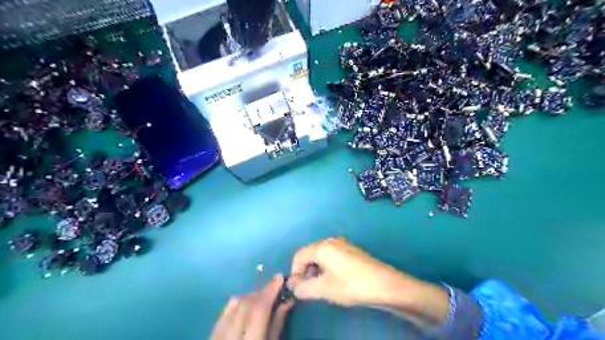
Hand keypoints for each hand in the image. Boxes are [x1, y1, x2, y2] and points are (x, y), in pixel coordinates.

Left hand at [211, 275, 293, 337]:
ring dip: (250, 296)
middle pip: (246, 304)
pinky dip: (237, 304)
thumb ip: (277, 324)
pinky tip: (245, 306)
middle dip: (262, 291)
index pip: (259, 309)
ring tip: (262, 298)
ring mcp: (216, 337)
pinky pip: (224, 312)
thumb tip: (286, 300)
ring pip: (234, 304)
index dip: (270, 290)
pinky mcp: (210, 336)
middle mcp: (229, 338)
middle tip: (274, 287)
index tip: (279, 277)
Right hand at [288, 238, 447, 325]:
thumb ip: (304, 288)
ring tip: (322, 286)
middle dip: (305, 271)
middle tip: (309, 288)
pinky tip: (335, 279)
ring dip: (316, 269)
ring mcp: (342, 244)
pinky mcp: (351, 250)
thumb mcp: (324, 289)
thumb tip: (294, 287)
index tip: (298, 288)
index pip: (299, 255)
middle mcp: (330, 241)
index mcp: (322, 247)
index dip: (295, 272)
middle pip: (309, 253)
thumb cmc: (352, 285)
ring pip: (321, 255)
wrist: (385, 284)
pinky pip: (332, 255)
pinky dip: (327, 266)